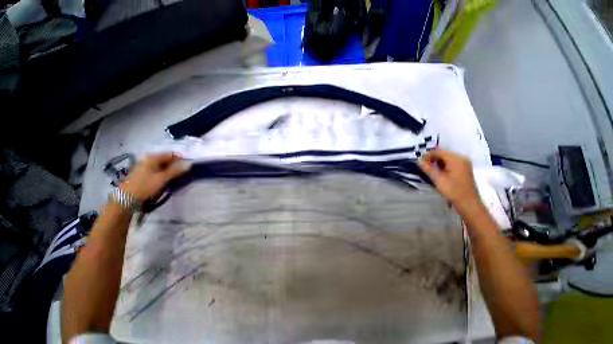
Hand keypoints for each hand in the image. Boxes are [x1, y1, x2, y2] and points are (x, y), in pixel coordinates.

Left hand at [119, 153, 191, 201]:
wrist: (126, 198)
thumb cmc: (145, 186)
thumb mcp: (163, 178)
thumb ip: (176, 171)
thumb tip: (188, 165)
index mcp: (152, 158)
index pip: (170, 154)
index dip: (180, 159)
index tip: (188, 164)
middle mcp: (147, 159)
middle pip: (165, 159)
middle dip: (175, 164)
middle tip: (183, 170)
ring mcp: (143, 166)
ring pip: (161, 165)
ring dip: (169, 169)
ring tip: (176, 175)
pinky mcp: (141, 173)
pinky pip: (156, 169)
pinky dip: (163, 172)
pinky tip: (166, 178)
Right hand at [418, 150, 480, 212]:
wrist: (468, 202)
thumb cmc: (453, 190)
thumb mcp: (438, 179)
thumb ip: (428, 169)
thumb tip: (418, 161)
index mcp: (456, 160)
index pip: (439, 152)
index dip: (427, 155)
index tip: (419, 162)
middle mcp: (461, 158)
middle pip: (443, 153)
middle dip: (432, 158)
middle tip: (424, 166)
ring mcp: (464, 163)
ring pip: (447, 158)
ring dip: (437, 162)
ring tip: (430, 169)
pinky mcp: (464, 168)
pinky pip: (451, 162)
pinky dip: (443, 164)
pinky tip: (439, 171)